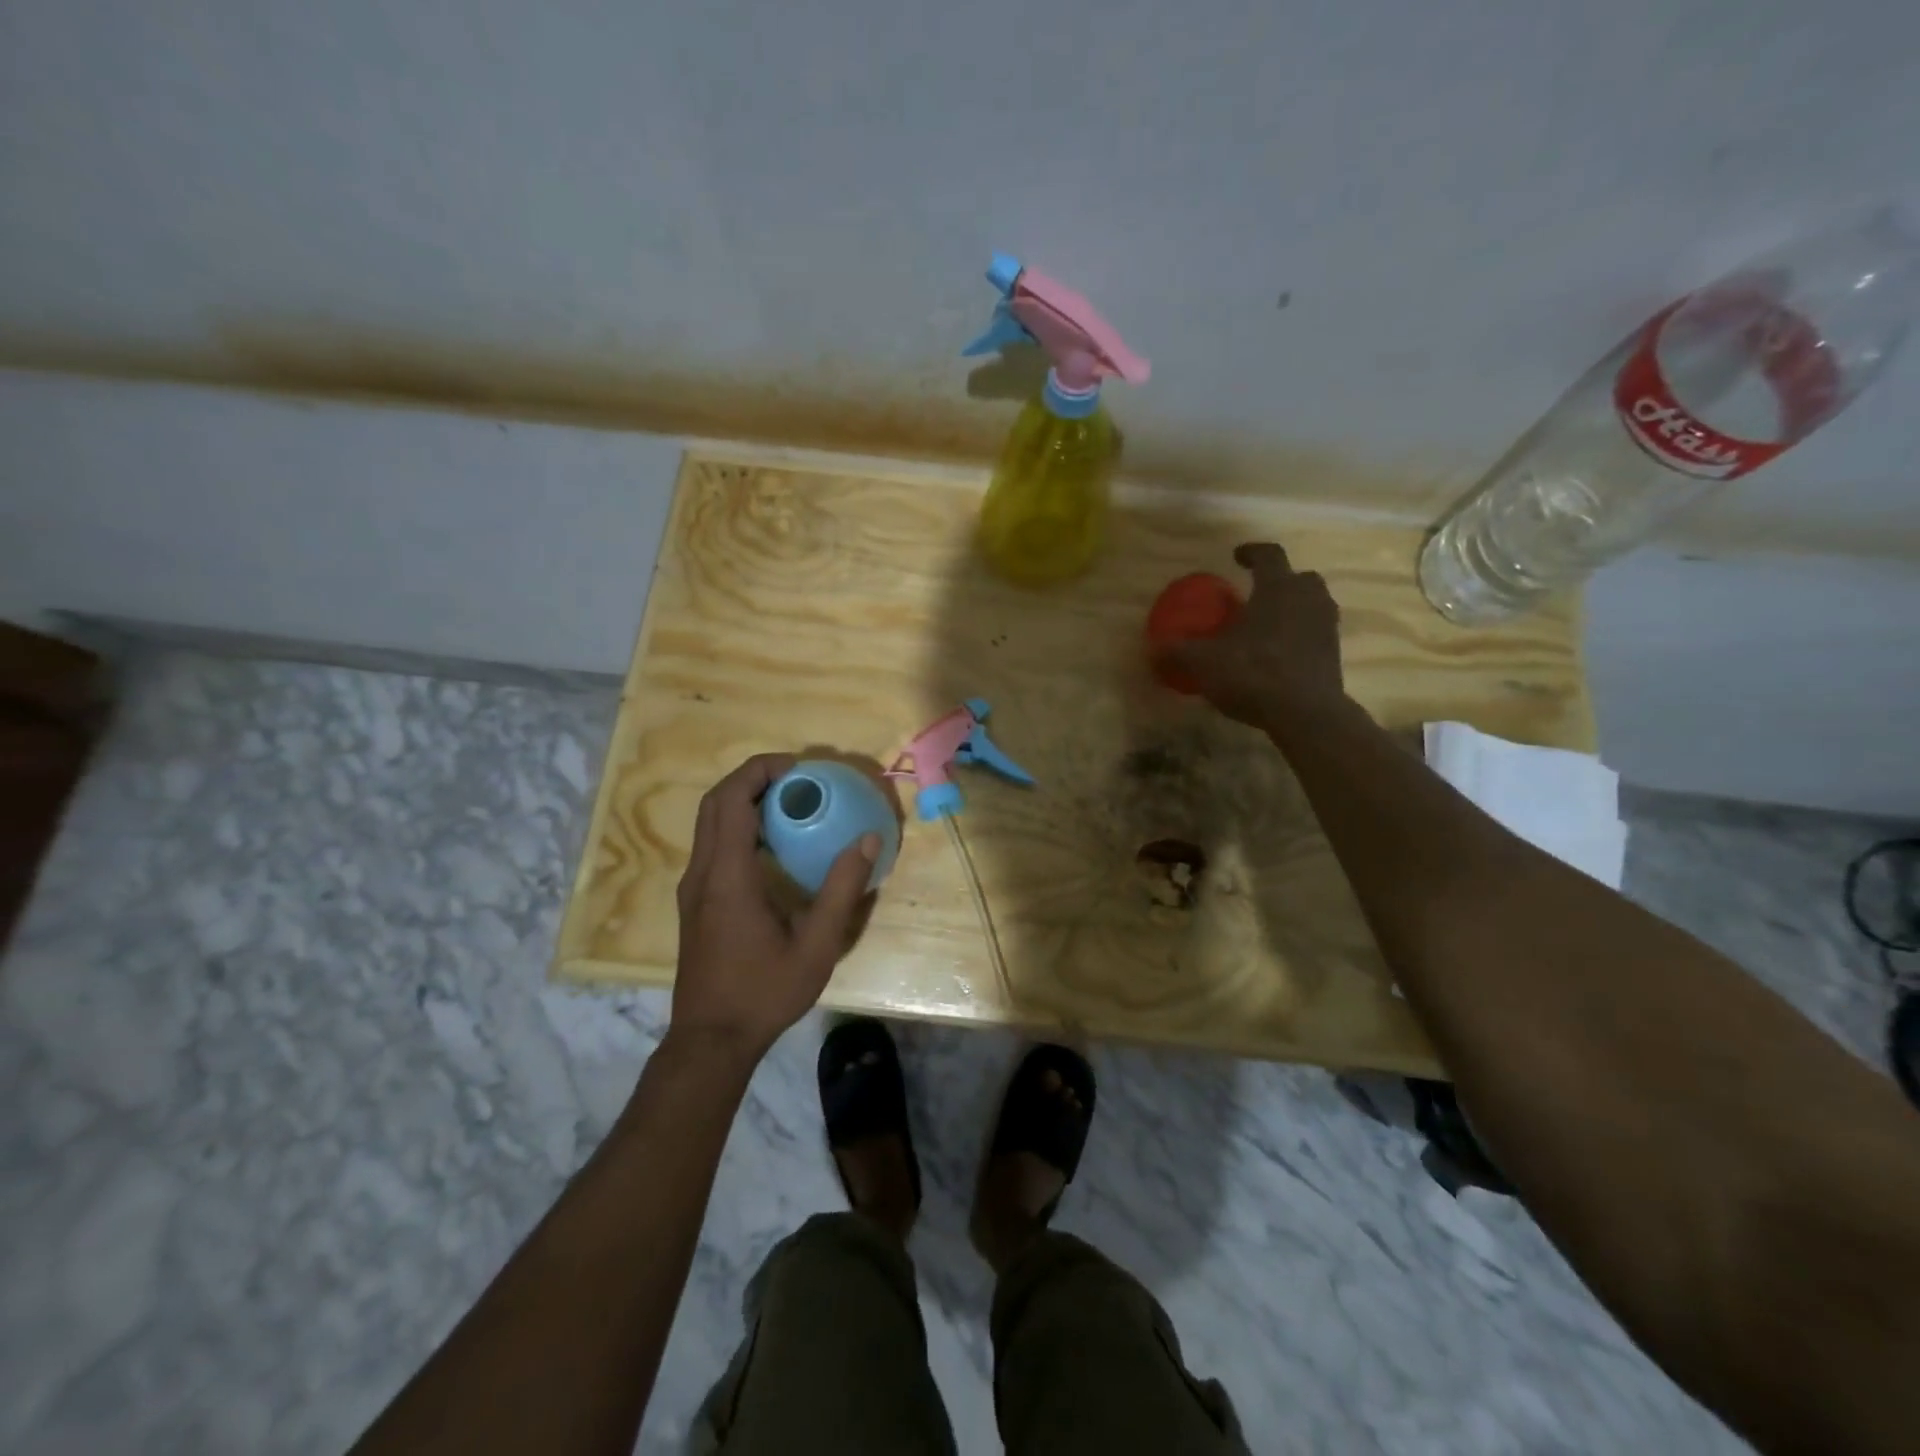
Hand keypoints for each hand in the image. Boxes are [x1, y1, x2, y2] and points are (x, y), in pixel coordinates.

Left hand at [671, 754, 878, 1060]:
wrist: (711, 1041)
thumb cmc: (764, 992)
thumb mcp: (816, 946)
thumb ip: (842, 891)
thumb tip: (868, 841)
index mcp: (727, 877)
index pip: (731, 801)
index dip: (760, 771)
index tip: (798, 766)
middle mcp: (702, 873)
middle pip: (715, 803)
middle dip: (752, 777)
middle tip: (797, 777)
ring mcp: (693, 888)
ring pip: (710, 822)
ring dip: (744, 800)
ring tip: (789, 801)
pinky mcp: (695, 901)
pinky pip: (712, 844)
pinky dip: (738, 824)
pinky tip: (773, 844)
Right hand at [1159, 542, 1347, 731]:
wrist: (1304, 713)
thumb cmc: (1253, 672)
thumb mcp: (1204, 662)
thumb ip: (1178, 651)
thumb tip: (1151, 649)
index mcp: (1278, 588)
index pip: (1269, 555)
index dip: (1252, 552)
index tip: (1237, 556)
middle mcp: (1308, 599)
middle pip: (1300, 578)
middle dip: (1281, 581)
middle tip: (1258, 594)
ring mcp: (1326, 627)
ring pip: (1314, 605)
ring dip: (1294, 609)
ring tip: (1269, 625)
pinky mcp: (1334, 655)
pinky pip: (1315, 634)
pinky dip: (1300, 637)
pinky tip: (1279, 655)